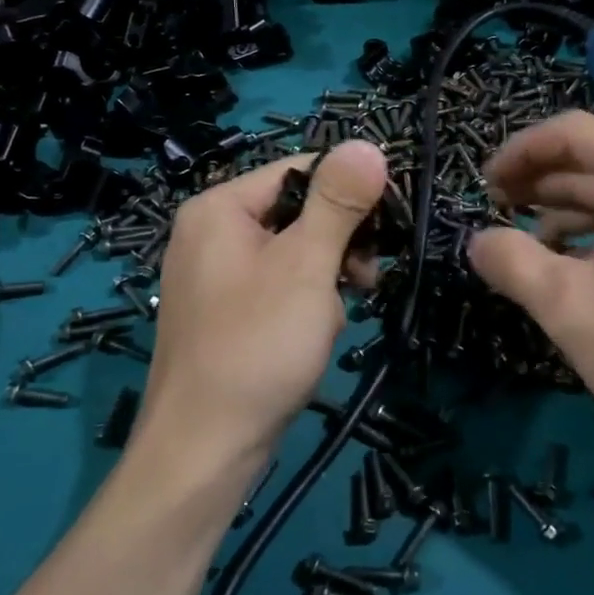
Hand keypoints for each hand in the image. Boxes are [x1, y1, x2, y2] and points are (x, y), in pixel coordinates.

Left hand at [137, 140, 387, 473]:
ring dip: (326, 277)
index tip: (388, 227)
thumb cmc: (257, 345)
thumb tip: (367, 144)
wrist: (205, 450)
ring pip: (293, 252)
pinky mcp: (227, 312)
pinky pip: (278, 285)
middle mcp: (210, 233)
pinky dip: (306, 301)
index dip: (349, 192)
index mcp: (219, 208)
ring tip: (338, 313)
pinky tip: (318, 332)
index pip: (300, 170)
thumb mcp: (306, 266)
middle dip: (338, 243)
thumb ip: (338, 202)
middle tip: (364, 278)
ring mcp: (215, 276)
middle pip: (297, 211)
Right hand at [468, 112, 593, 470]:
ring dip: (577, 213)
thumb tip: (478, 242)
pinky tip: (588, 271)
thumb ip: (512, 262)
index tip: (484, 185)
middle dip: (545, 184)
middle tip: (499, 211)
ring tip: (534, 245)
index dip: (520, 152)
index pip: (575, 133)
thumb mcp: (568, 306)